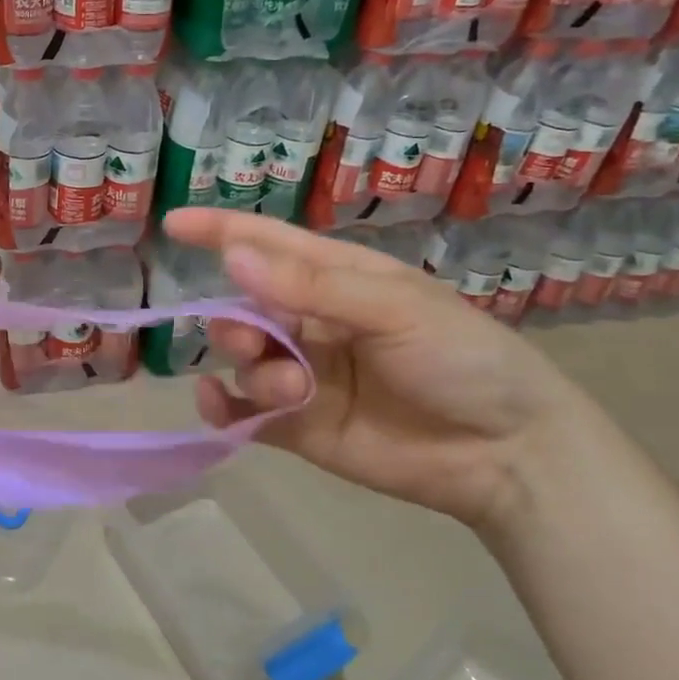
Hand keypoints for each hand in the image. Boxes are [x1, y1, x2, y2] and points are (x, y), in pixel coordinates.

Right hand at [164, 210, 595, 532]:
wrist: (506, 454)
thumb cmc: (462, 359)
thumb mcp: (393, 309)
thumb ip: (310, 287)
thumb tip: (233, 258)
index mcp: (338, 280)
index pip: (269, 245)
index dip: (220, 231)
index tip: (172, 225)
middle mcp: (314, 323)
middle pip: (244, 309)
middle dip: (235, 322)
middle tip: (252, 341)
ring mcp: (304, 376)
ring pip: (243, 361)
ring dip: (251, 369)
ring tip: (293, 391)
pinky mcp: (299, 427)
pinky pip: (243, 412)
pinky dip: (222, 408)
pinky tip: (219, 407)